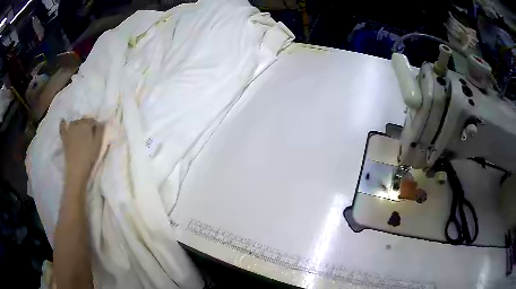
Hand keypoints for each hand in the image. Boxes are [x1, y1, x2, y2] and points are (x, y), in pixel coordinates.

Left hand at [60, 118, 104, 180]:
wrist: (76, 169)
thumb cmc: (89, 157)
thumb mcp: (98, 144)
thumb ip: (100, 131)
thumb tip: (101, 122)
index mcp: (86, 124)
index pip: (92, 120)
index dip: (95, 125)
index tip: (97, 132)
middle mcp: (77, 123)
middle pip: (83, 120)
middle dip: (86, 124)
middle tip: (89, 133)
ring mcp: (69, 130)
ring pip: (74, 122)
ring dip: (77, 124)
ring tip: (80, 131)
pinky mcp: (64, 137)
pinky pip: (62, 126)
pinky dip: (63, 123)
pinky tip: (64, 122)